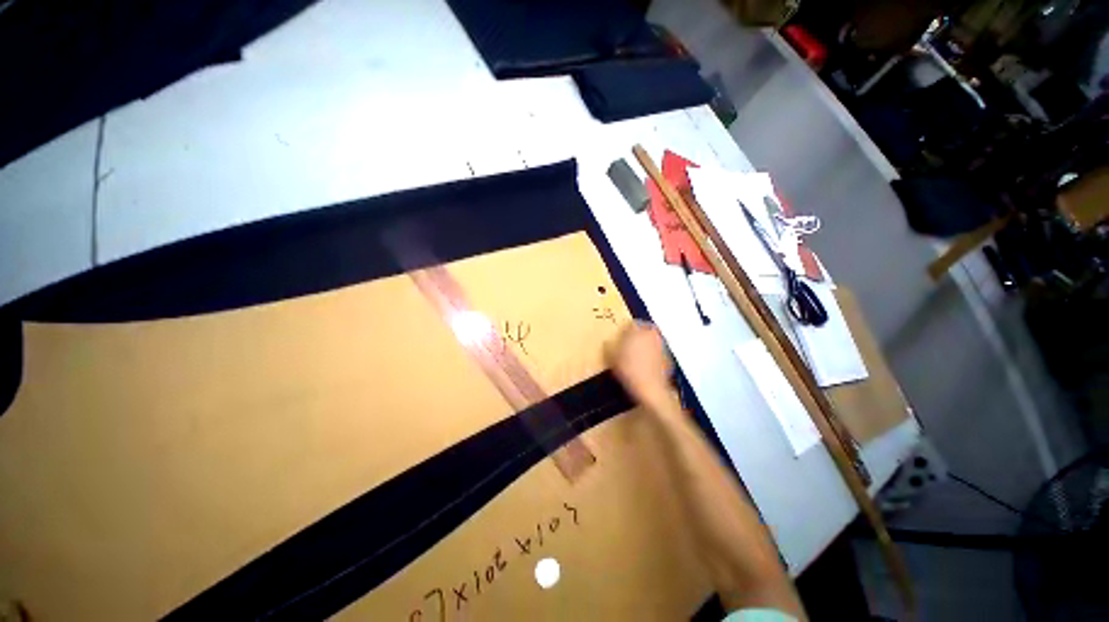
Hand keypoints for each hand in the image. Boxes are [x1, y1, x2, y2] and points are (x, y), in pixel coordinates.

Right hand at [606, 322, 673, 409]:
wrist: (650, 388)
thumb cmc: (629, 369)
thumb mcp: (611, 357)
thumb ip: (609, 346)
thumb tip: (607, 342)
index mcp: (637, 330)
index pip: (630, 323)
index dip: (623, 330)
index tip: (618, 337)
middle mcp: (651, 334)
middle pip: (643, 329)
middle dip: (636, 335)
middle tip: (627, 345)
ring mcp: (662, 345)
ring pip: (651, 340)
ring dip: (645, 344)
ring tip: (635, 356)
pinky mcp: (668, 357)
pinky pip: (657, 352)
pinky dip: (652, 355)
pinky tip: (644, 366)